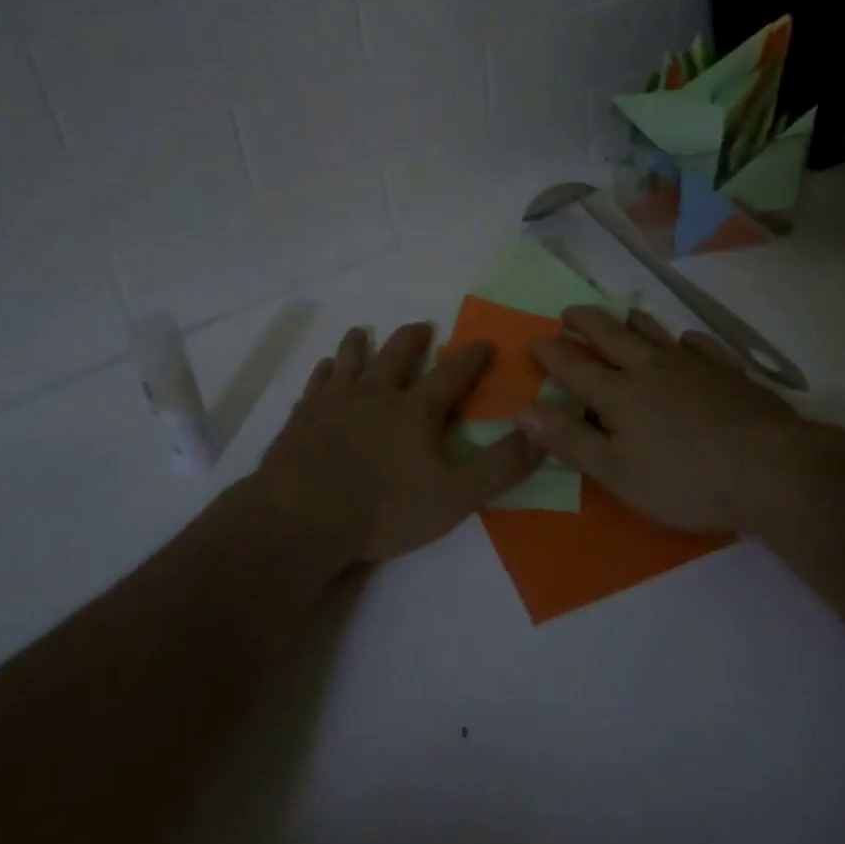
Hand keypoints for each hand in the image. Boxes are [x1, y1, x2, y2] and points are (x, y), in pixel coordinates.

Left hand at [255, 322, 542, 564]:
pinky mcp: (303, 415)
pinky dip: (325, 371)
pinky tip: (325, 368)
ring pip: (351, 360)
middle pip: (397, 354)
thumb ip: (500, 467)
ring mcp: (335, 401)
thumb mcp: (455, 496)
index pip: (452, 374)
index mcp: (415, 410)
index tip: (485, 342)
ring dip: (361, 344)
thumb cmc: (383, 509)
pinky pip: (317, 383)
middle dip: (414, 338)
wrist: (302, 517)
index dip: (472, 357)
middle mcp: (376, 393)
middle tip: (423, 326)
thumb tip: (542, 434)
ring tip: (363, 332)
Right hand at [521, 306, 828, 533]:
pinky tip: (687, 342)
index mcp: (619, 393)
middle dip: (585, 322)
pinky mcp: (729, 372)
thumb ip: (570, 440)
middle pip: (611, 336)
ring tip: (621, 314)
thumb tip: (524, 410)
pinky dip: (687, 341)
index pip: (574, 366)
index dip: (551, 353)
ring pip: (655, 333)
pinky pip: (702, 347)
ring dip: (632, 321)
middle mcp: (651, 368)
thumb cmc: (686, 480)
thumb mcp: (617, 473)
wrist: (773, 470)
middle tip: (568, 313)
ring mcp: (693, 366)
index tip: (535, 342)